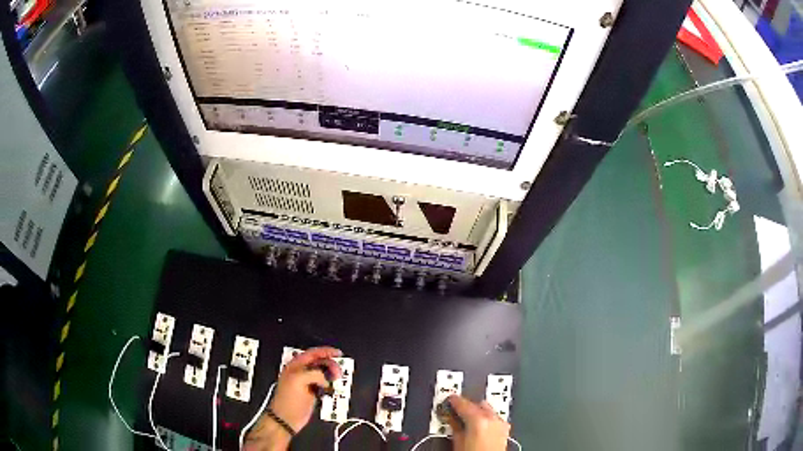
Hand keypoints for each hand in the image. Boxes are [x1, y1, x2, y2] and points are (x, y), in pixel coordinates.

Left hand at [244, 347, 341, 450]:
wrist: (286, 418)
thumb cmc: (289, 399)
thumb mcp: (298, 380)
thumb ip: (313, 373)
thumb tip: (325, 377)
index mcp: (296, 365)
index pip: (313, 353)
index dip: (326, 351)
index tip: (339, 354)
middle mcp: (301, 371)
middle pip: (320, 362)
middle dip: (330, 365)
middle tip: (338, 373)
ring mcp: (307, 382)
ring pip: (323, 373)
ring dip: (331, 375)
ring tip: (335, 381)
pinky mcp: (312, 392)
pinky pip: (323, 384)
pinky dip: (329, 384)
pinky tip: (331, 388)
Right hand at [446, 395, 509, 450]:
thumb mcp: (457, 442)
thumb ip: (454, 426)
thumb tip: (451, 418)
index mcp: (479, 420)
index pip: (463, 403)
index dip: (454, 401)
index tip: (449, 400)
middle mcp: (492, 419)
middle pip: (477, 404)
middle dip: (466, 407)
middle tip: (455, 411)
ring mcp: (501, 424)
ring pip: (487, 410)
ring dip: (477, 412)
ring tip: (466, 420)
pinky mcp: (505, 430)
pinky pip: (494, 418)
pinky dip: (486, 418)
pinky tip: (478, 425)